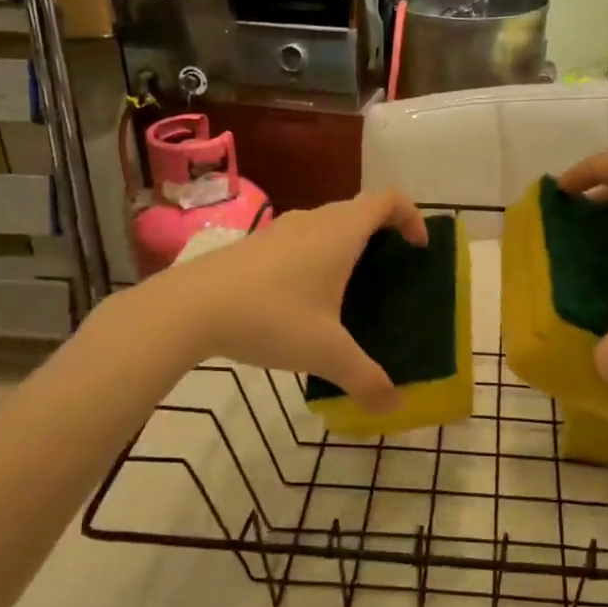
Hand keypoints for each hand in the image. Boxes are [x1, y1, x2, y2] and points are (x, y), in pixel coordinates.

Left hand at [144, 190, 426, 413]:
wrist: (189, 308)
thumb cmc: (271, 317)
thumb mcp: (326, 353)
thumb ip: (365, 379)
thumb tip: (394, 406)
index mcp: (340, 233)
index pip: (387, 200)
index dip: (411, 216)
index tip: (417, 248)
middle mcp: (313, 221)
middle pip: (358, 210)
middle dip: (381, 235)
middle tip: (389, 274)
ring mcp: (279, 230)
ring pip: (325, 225)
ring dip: (345, 246)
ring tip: (348, 290)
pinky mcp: (253, 245)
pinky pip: (299, 240)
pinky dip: (314, 257)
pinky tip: (302, 301)